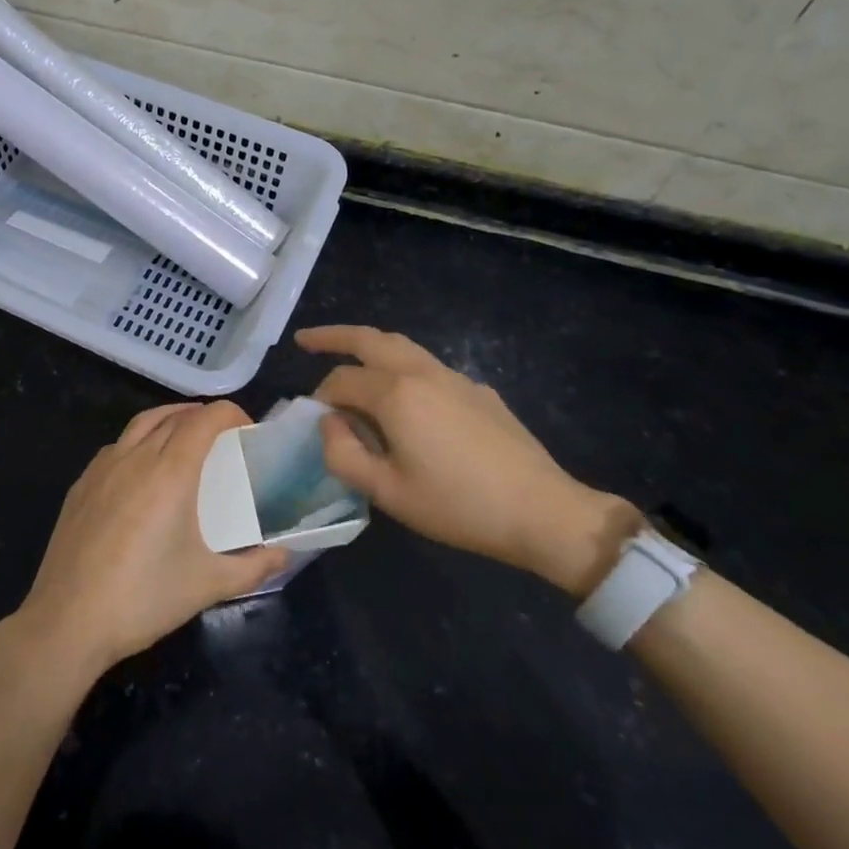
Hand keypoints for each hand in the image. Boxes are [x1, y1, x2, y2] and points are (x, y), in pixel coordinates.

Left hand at [12, 400, 290, 678]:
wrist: (68, 620)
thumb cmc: (144, 598)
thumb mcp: (207, 584)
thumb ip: (252, 567)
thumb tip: (284, 555)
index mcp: (170, 471)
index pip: (205, 419)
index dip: (230, 413)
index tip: (247, 429)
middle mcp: (136, 456)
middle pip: (174, 415)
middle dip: (202, 416)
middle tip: (222, 437)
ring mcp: (103, 467)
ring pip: (141, 423)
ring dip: (168, 419)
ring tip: (185, 438)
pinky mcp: (81, 484)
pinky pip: (116, 446)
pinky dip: (138, 441)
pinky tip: (143, 470)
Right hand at [298, 325, 640, 593]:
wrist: (543, 512)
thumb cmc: (458, 506)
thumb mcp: (388, 493)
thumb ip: (344, 455)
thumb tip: (330, 425)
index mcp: (395, 393)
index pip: (341, 380)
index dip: (320, 399)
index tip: (316, 424)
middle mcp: (421, 372)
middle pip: (369, 339)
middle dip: (333, 336)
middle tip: (305, 341)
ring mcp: (454, 377)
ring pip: (401, 345)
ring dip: (369, 345)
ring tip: (350, 355)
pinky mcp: (478, 390)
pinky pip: (428, 367)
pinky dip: (401, 367)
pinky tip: (407, 399)